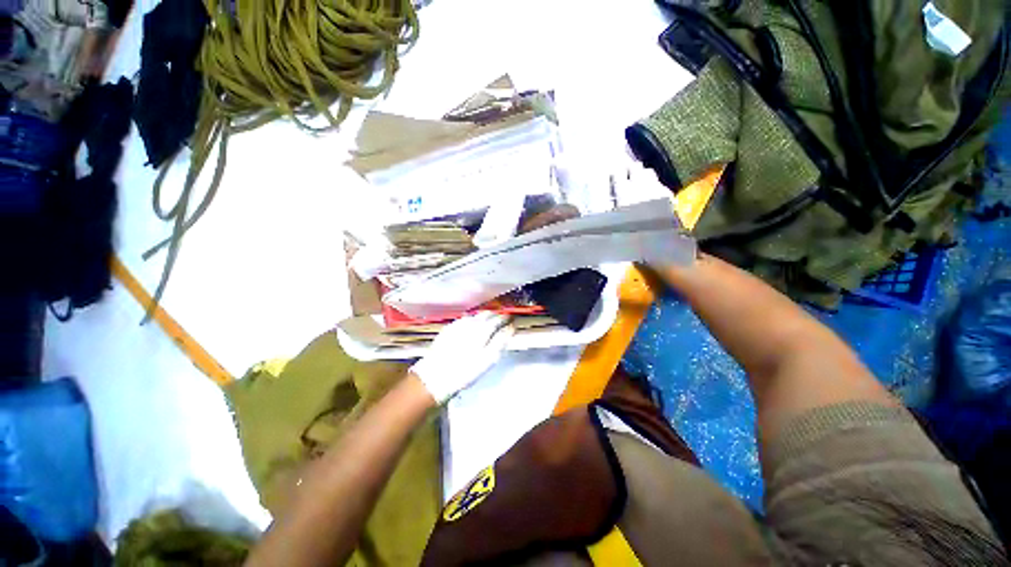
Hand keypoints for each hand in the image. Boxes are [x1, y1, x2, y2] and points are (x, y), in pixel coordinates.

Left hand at [409, 313, 514, 403]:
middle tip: (501, 322)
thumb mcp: (488, 359)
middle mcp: (470, 323)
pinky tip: (471, 328)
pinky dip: (472, 321)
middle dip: (496, 316)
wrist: (434, 378)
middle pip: (486, 314)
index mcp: (482, 329)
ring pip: (475, 316)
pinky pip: (464, 320)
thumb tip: (510, 327)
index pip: (498, 318)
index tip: (511, 321)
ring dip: (484, 317)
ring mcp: (457, 325)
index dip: (506, 319)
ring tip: (489, 324)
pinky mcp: (447, 329)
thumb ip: (501, 341)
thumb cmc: (466, 371)